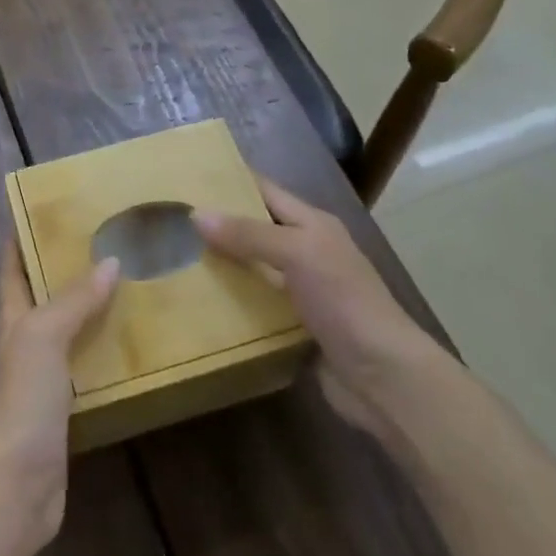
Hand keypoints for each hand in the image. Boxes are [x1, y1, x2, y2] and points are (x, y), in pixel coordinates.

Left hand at [0, 243, 118, 555]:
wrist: (12, 489)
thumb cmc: (20, 402)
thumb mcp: (42, 338)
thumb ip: (73, 301)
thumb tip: (110, 261)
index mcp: (12, 320)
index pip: (13, 267)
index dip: (24, 236)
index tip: (49, 207)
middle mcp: (25, 344)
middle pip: (45, 297)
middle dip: (69, 269)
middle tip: (109, 241)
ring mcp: (44, 381)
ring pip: (71, 332)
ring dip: (93, 311)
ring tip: (133, 284)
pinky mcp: (66, 413)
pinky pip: (89, 371)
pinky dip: (107, 354)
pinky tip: (135, 347)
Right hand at [196, 178, 446, 436]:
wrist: (383, 378)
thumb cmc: (344, 301)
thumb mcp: (298, 254)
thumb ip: (249, 234)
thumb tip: (197, 214)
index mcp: (313, 224)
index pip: (266, 191)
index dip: (233, 181)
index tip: (190, 177)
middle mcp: (308, 252)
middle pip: (257, 230)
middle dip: (220, 225)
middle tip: (172, 220)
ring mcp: (302, 292)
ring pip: (254, 269)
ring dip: (222, 266)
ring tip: (175, 259)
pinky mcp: (295, 327)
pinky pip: (256, 307)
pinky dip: (232, 304)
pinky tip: (199, 304)